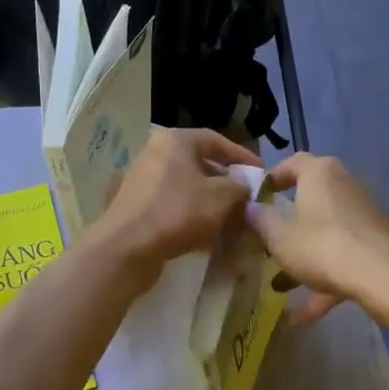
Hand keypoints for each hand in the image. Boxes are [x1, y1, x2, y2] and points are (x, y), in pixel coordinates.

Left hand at [92, 128, 261, 285]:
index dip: (242, 157)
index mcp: (175, 141)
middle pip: (200, 166)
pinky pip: (173, 208)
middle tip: (247, 202)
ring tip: (231, 223)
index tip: (261, 174)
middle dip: (226, 185)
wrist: (127, 248)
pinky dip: (191, 219)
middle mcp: (155, 155)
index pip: (216, 141)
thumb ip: (241, 188)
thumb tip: (246, 189)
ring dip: (210, 205)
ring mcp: (142, 182)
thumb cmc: (178, 212)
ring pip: (187, 190)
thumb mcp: (222, 197)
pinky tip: (206, 239)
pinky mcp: (136, 209)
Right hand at [245, 154, 388, 324]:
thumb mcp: (278, 236)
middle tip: (267, 243)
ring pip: (324, 234)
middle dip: (287, 225)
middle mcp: (344, 186)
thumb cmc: (320, 246)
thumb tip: (249, 208)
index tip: (257, 199)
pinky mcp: (374, 244)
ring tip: (280, 286)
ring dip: (303, 259)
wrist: (381, 275)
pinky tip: (302, 317)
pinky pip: (341, 259)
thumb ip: (260, 220)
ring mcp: (362, 216)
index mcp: (319, 174)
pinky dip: (323, 283)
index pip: (292, 163)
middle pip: (310, 201)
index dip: (272, 178)